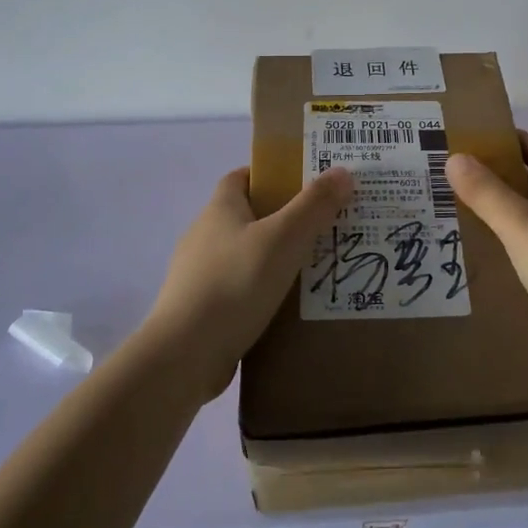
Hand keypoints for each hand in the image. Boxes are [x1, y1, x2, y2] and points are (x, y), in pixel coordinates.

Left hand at [146, 166, 354, 399]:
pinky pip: (240, 290)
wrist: (184, 355)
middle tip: (324, 226)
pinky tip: (289, 306)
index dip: (270, 174)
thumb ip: (314, 205)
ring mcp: (199, 275)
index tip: (304, 183)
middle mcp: (204, 236)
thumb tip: (342, 171)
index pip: (241, 177)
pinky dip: (263, 291)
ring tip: (316, 268)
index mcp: (219, 209)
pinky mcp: (202, 310)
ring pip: (246, 255)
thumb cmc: (235, 283)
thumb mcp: (284, 239)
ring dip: (275, 258)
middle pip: (247, 216)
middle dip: (283, 218)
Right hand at [445, 132, 527, 351]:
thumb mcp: (523, 228)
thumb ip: (488, 193)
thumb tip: (455, 157)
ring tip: (465, 217)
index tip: (465, 143)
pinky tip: (497, 259)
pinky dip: (520, 245)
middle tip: (454, 182)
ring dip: (508, 214)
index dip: (502, 141)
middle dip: (500, 179)